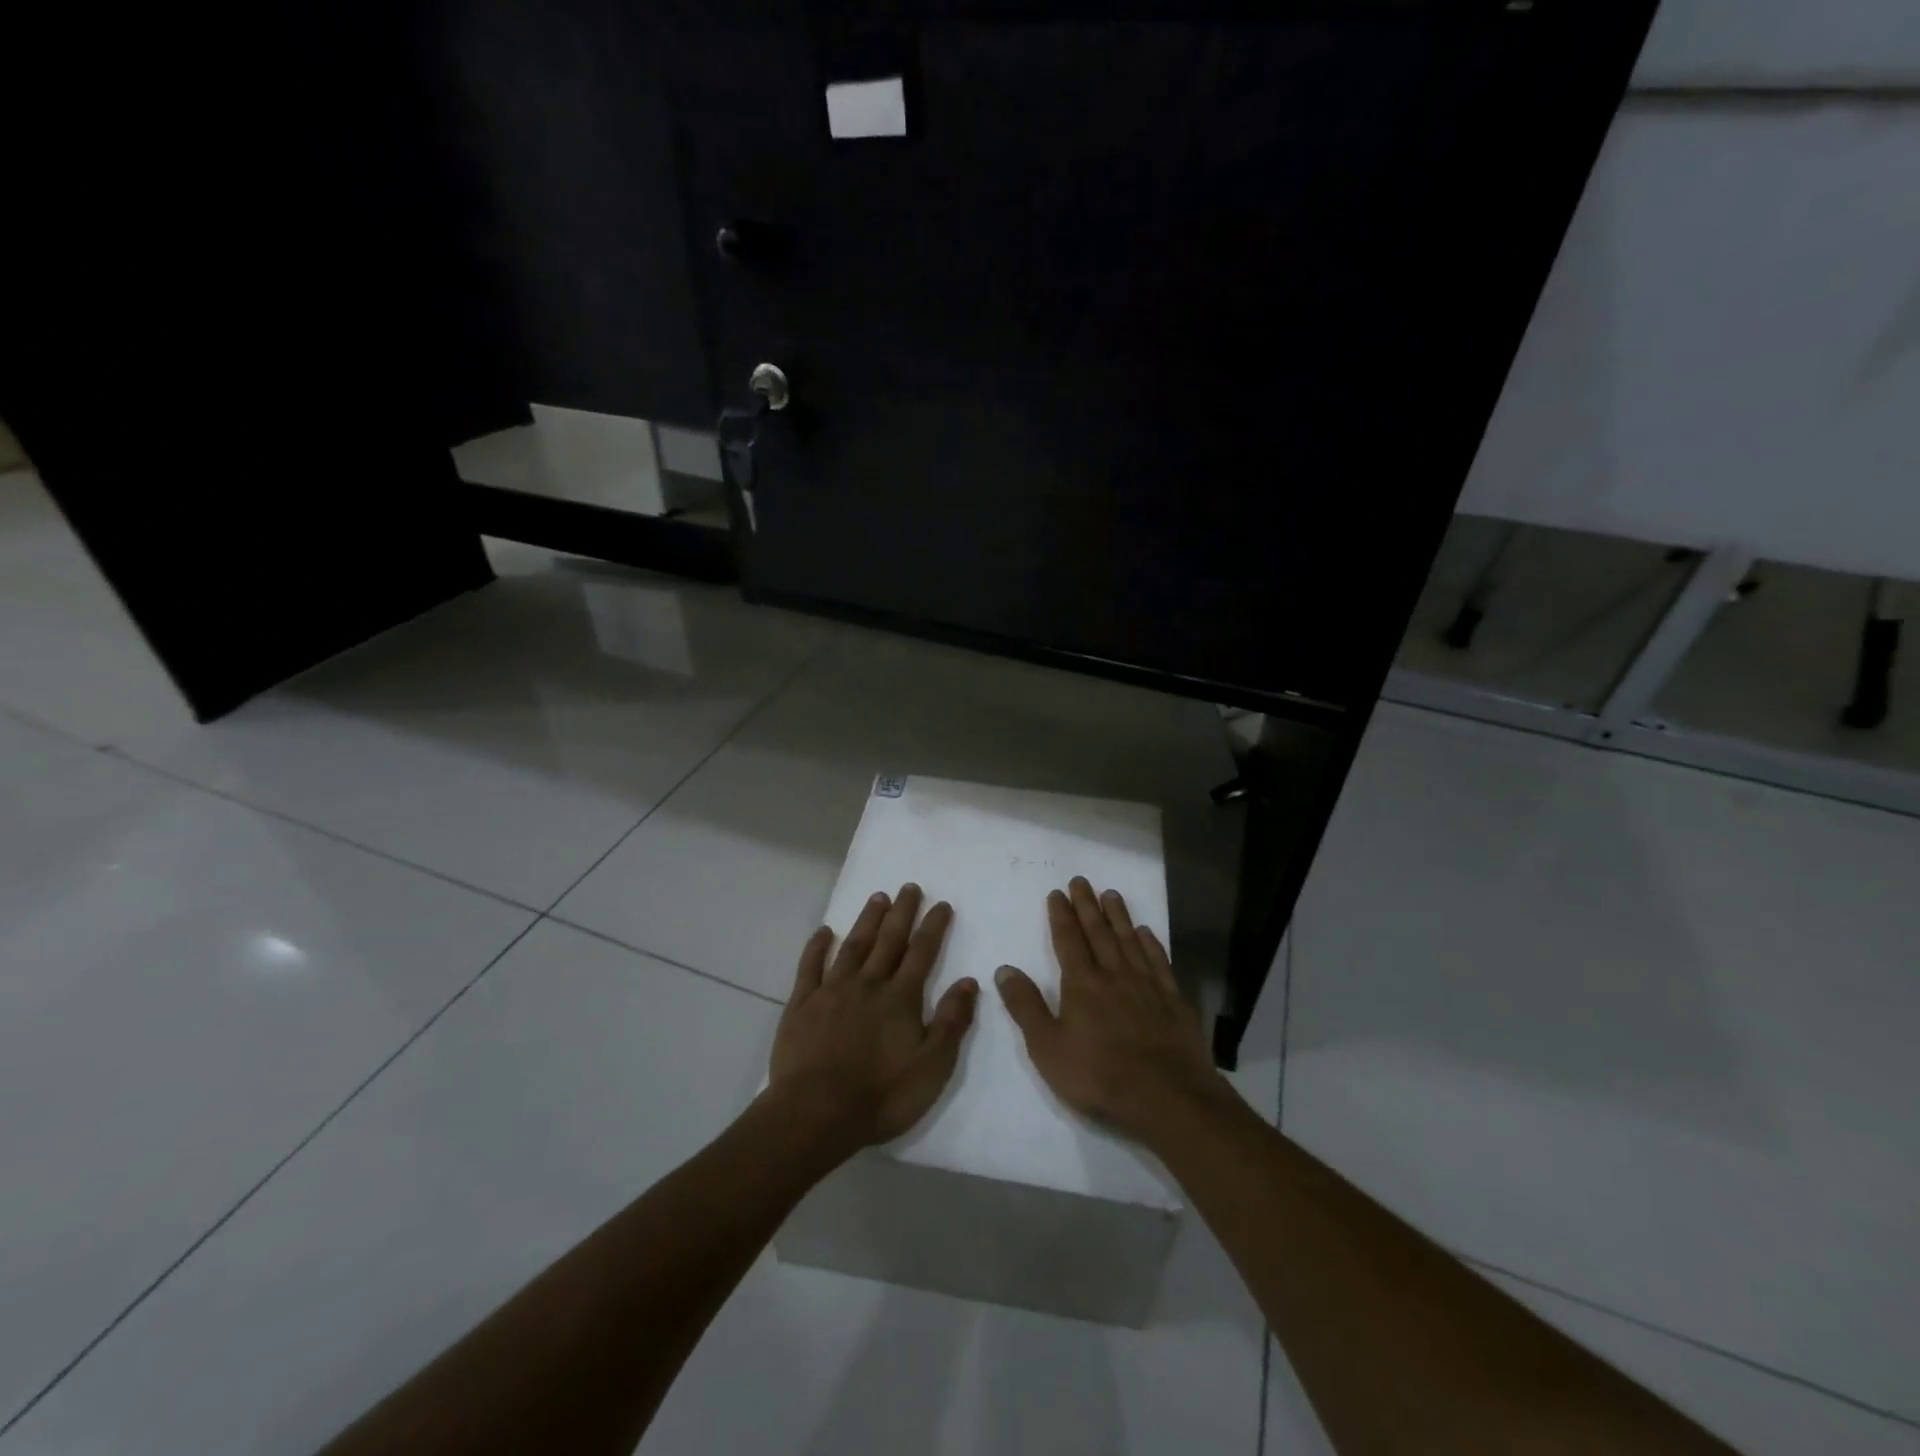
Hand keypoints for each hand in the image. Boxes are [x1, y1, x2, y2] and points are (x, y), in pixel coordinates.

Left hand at [767, 884, 977, 1158]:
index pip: (922, 953)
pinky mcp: (802, 1004)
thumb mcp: (932, 1067)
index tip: (942, 904)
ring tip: (878, 898)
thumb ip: (951, 1022)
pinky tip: (824, 931)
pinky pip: (810, 967)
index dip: (933, 927)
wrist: (815, 1113)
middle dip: (902, 912)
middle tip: (909, 886)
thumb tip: (968, 982)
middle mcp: (868, 984)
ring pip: (853, 946)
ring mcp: (832, 991)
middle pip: (889, 940)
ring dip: (867, 921)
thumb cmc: (881, 1095)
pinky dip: (817, 947)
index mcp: (901, 998)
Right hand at [996, 877, 1233, 1147]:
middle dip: (1087, 905)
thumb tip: (1004, 969)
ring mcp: (1147, 985)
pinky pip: (1159, 962)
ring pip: (1129, 940)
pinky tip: (1147, 933)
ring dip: (1118, 916)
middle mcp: (1114, 974)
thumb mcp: (1048, 1047)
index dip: (1061, 915)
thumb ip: (1026, 1007)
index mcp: (1082, 984)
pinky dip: (1151, 943)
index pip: (1068, 940)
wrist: (1168, 1098)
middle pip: (1098, 932)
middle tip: (1081, 881)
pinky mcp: (1172, 1000)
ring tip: (1111, 894)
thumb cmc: (1099, 1075)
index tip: (1057, 892)